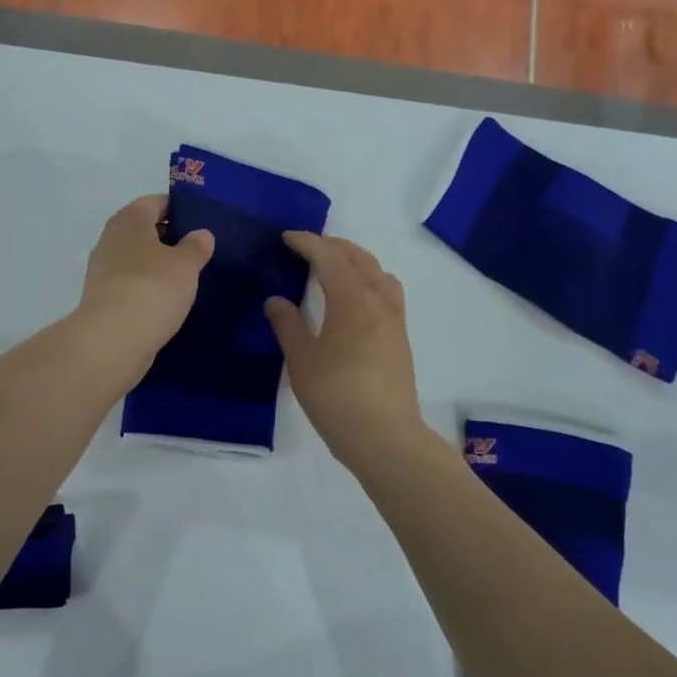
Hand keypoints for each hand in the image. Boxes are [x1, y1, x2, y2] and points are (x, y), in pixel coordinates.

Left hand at [77, 195, 213, 364]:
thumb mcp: (186, 264)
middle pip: (143, 230)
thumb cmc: (153, 287)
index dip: (178, 207)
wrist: (113, 338)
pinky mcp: (102, 299)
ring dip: (157, 265)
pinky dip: (147, 287)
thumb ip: (196, 246)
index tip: (201, 220)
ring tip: (187, 277)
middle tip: (199, 249)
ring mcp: (102, 270)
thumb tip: (201, 234)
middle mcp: (110, 239)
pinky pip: (130, 284)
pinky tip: (167, 300)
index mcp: (129, 219)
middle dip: (169, 237)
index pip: (155, 202)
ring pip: (136, 258)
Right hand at [266, 233, 428, 473]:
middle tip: (309, 245)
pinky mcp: (400, 340)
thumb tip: (276, 300)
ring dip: (357, 261)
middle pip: (360, 260)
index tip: (288, 237)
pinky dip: (369, 280)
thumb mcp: (302, 362)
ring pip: (379, 274)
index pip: (330, 260)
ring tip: (335, 266)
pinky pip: (387, 293)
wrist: (386, 438)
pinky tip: (355, 298)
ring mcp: (394, 322)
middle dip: (334, 246)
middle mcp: (378, 304)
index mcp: (353, 302)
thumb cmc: (337, 398)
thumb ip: (288, 326)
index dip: (309, 244)